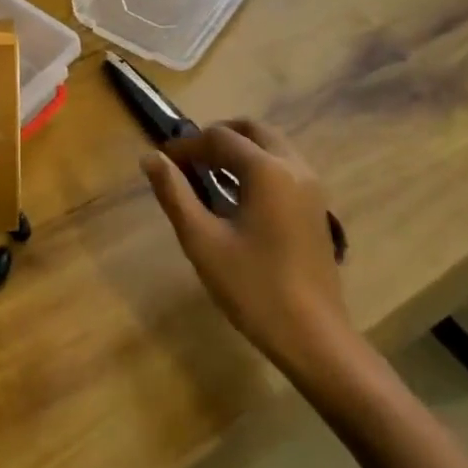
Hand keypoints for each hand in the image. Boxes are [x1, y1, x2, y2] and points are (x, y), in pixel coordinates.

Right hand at [142, 120, 356, 373]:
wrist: (315, 338)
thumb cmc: (254, 288)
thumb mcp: (203, 241)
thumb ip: (175, 194)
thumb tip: (151, 158)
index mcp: (267, 170)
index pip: (219, 138)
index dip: (187, 146)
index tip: (163, 162)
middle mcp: (294, 166)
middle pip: (251, 130)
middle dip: (216, 138)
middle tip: (189, 162)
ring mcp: (311, 185)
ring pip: (270, 145)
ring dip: (238, 149)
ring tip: (209, 176)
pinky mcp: (317, 205)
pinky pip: (284, 165)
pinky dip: (257, 165)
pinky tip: (237, 196)